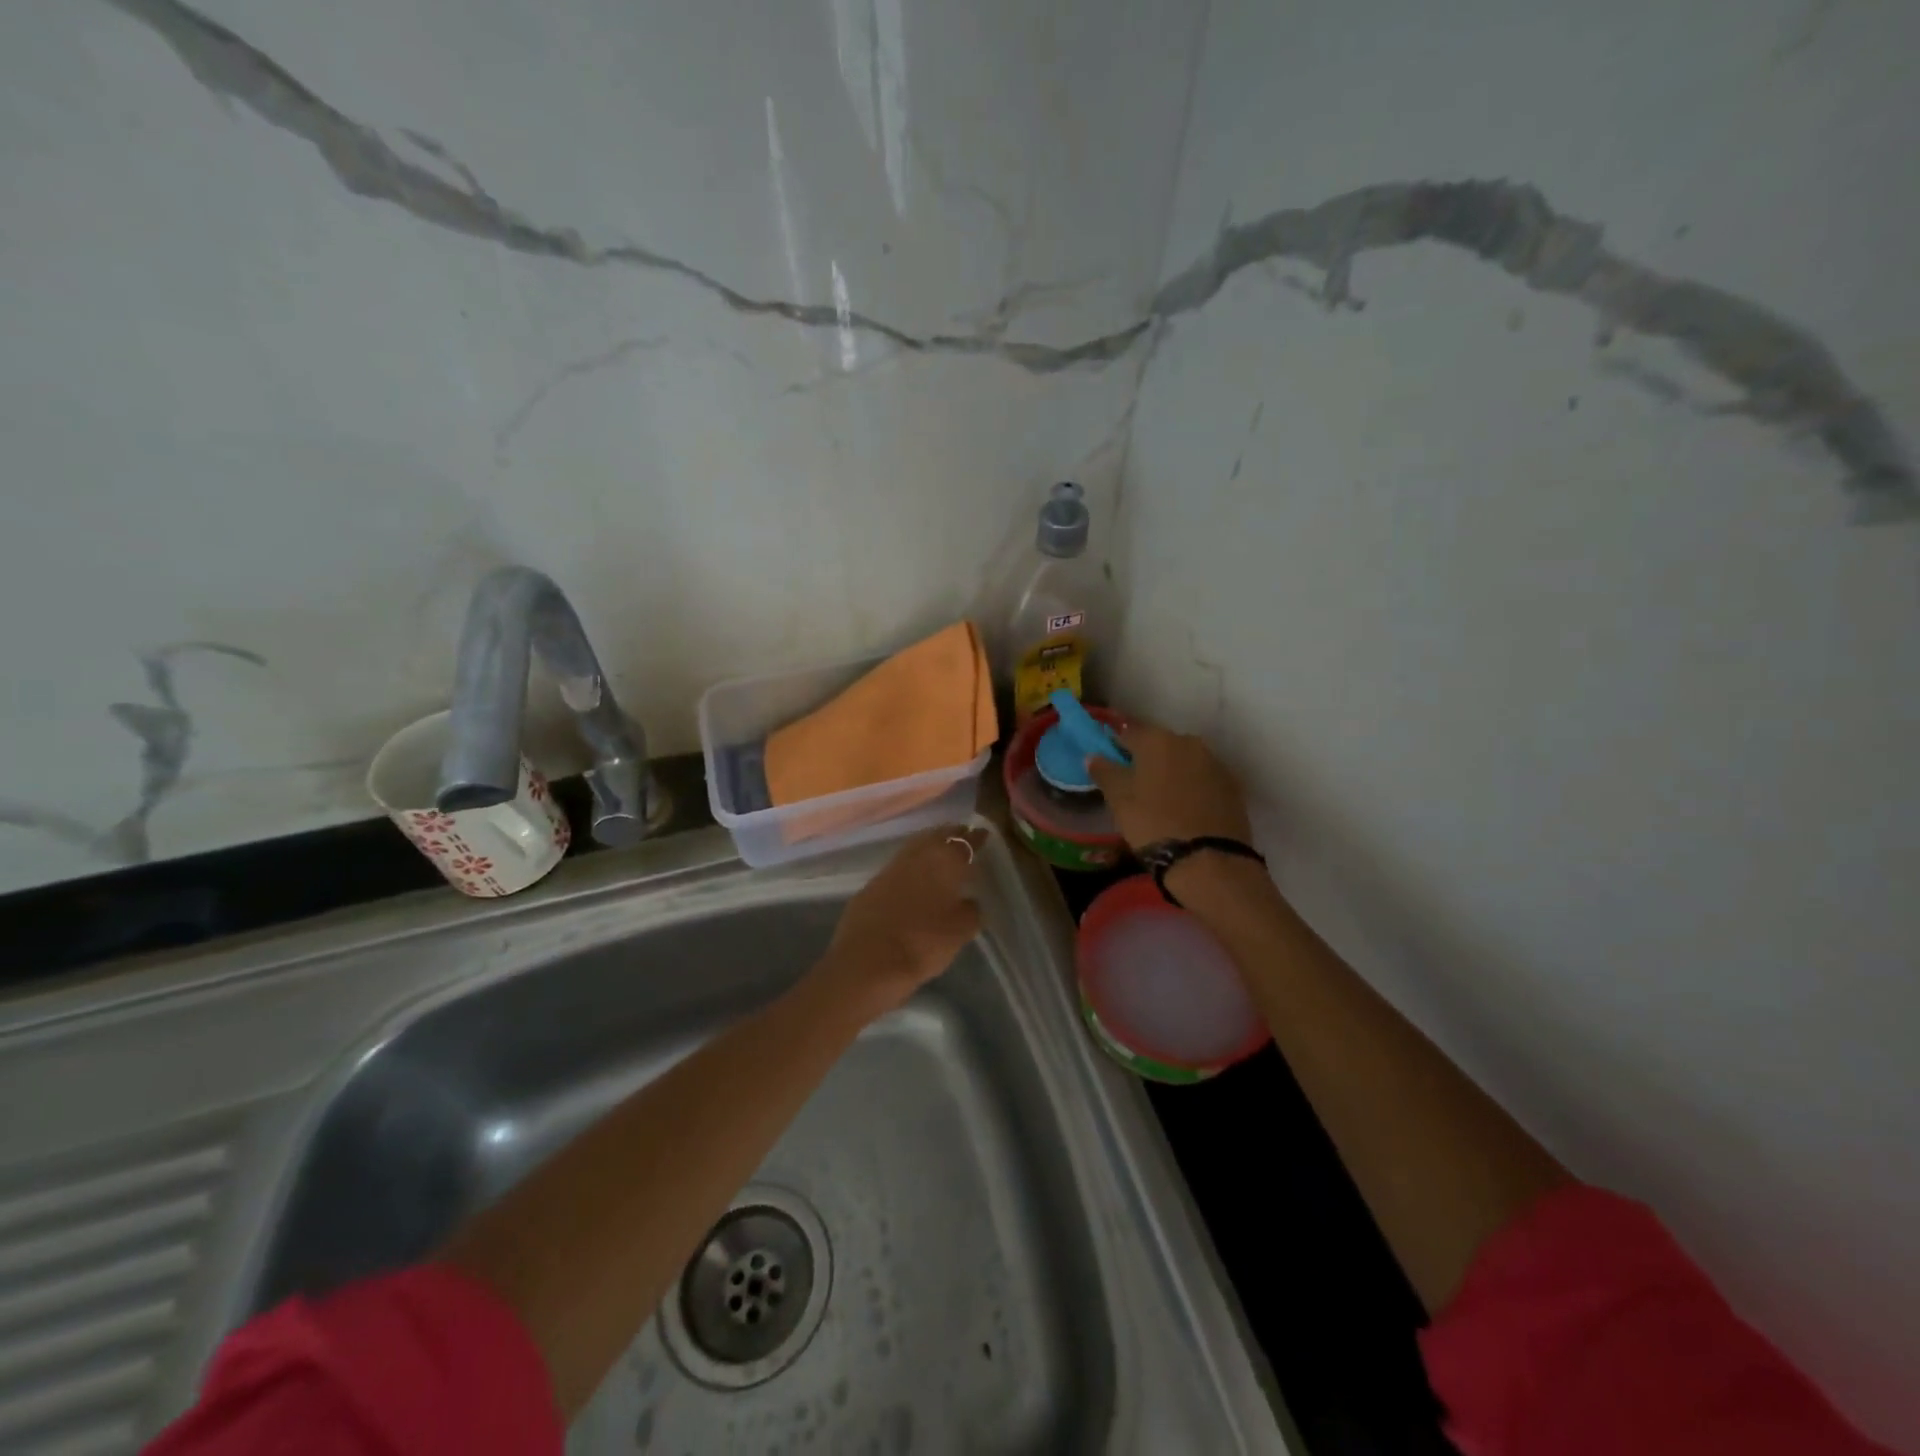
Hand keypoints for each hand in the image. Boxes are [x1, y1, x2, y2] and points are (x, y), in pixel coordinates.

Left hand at [819, 826, 986, 1013]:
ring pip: (916, 846)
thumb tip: (970, 901)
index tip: (984, 835)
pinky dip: (911, 864)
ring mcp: (891, 867)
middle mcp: (918, 856)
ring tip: (941, 851)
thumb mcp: (961, 932)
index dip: (976, 838)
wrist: (867, 961)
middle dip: (952, 834)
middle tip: (963, 836)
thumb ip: (971, 911)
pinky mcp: (872, 883)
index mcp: (945, 861)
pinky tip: (915, 874)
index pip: (965, 842)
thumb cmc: (923, 943)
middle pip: (938, 836)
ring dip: (930, 844)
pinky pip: (899, 865)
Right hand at [1086, 722, 1252, 850]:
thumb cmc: (1153, 823)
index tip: (1108, 760)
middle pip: (1160, 744)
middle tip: (1133, 783)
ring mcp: (1215, 763)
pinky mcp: (1232, 786)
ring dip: (1171, 772)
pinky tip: (1184, 808)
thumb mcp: (1119, 800)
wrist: (1208, 859)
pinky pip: (1203, 779)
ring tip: (1159, 798)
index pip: (1128, 732)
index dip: (1116, 745)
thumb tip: (1093, 756)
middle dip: (1146, 758)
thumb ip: (1105, 772)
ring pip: (1184, 761)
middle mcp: (1189, 742)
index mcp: (1157, 740)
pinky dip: (1191, 787)